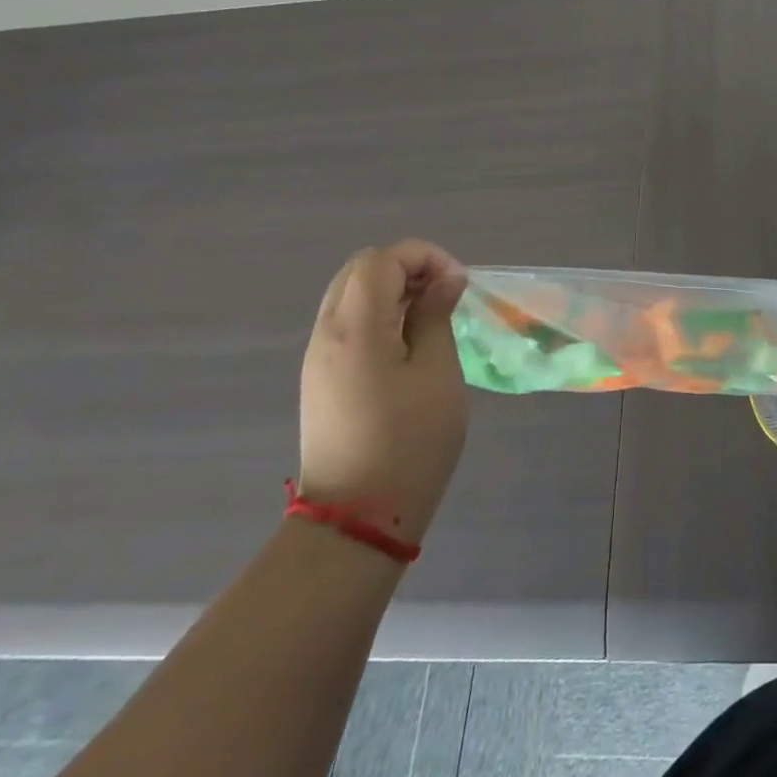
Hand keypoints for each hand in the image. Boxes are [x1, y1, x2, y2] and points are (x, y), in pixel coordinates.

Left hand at [298, 240, 468, 547]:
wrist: (357, 519)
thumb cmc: (409, 441)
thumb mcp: (438, 372)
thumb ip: (436, 316)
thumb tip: (445, 279)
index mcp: (354, 328)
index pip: (381, 260)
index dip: (424, 257)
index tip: (457, 284)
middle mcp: (326, 334)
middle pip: (360, 271)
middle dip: (407, 268)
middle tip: (445, 295)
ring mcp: (318, 358)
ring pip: (351, 296)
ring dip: (394, 292)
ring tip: (432, 318)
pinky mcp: (321, 380)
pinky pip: (347, 324)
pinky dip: (380, 315)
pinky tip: (409, 344)